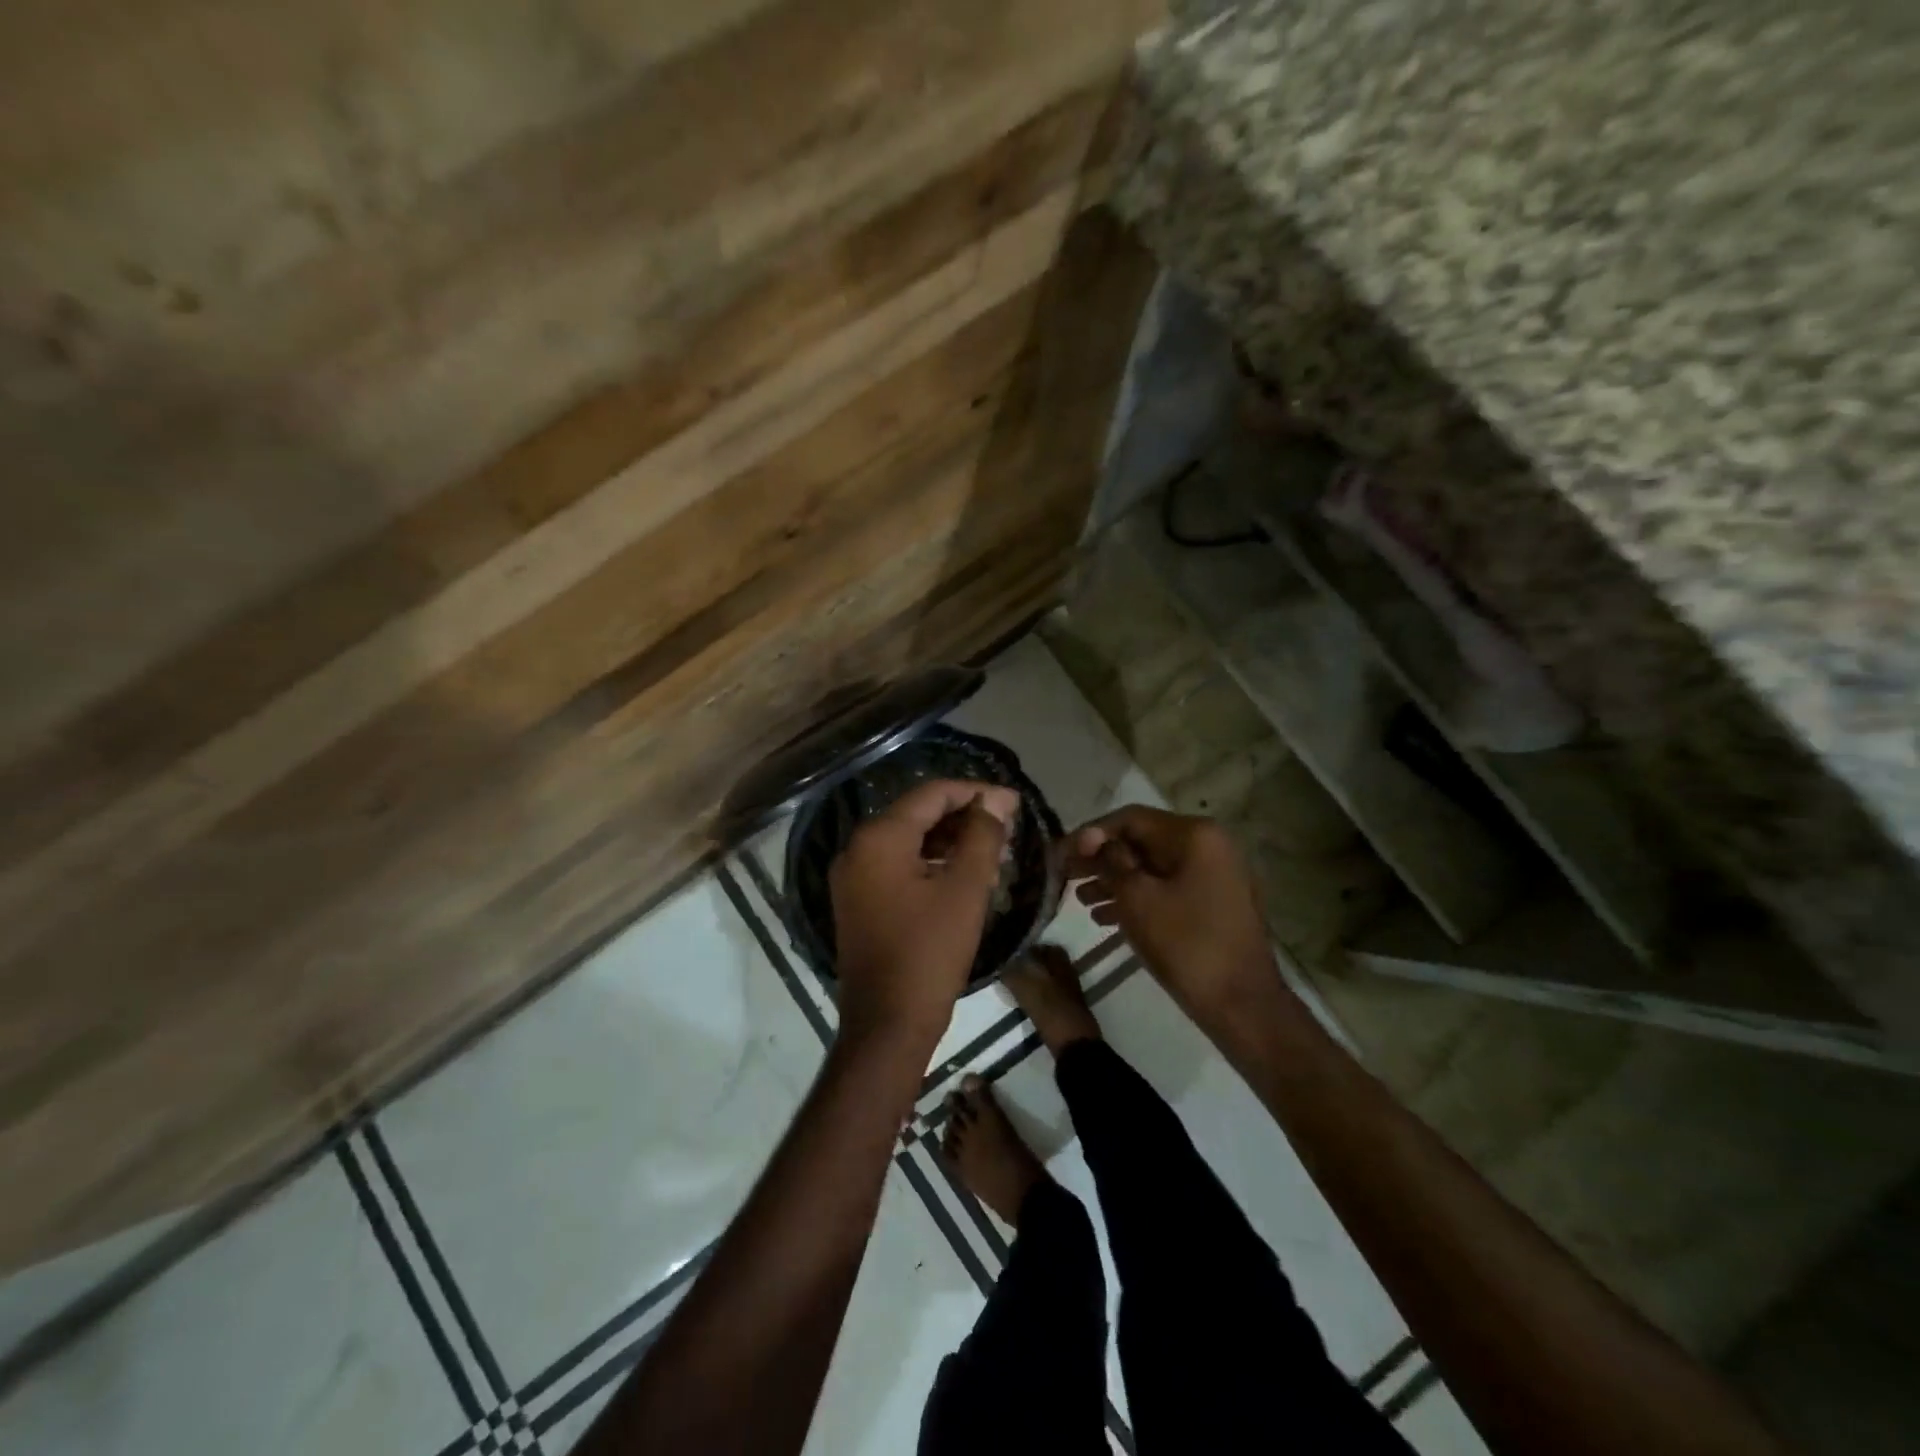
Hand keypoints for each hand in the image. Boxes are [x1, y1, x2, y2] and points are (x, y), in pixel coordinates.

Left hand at [830, 779, 1018, 1046]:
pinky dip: (931, 862)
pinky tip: (963, 874)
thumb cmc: (930, 952)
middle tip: (1006, 828)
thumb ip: (982, 836)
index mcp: (878, 838)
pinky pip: (898, 865)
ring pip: (908, 840)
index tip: (1014, 802)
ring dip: (950, 840)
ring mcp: (853, 876)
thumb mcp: (965, 889)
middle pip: (917, 814)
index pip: (931, 794)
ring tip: (992, 852)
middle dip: (964, 817)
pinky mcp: (858, 901)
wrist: (887, 1025)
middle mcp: (857, 848)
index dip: (976, 792)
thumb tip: (995, 800)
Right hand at [1064, 806, 1281, 1029]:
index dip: (1089, 834)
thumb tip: (1092, 839)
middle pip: (1142, 842)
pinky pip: (1168, 889)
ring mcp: (1215, 875)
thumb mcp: (1137, 898)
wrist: (1242, 1006)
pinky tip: (1104, 917)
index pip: (1130, 819)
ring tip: (1079, 899)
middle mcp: (1209, 846)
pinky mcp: (1214, 904)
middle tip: (1064, 875)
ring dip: (1114, 880)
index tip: (1058, 854)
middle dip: (1100, 859)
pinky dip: (1138, 897)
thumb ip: (1110, 861)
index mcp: (1195, 835)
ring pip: (1153, 868)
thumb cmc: (1186, 945)